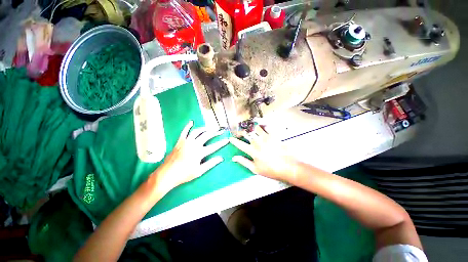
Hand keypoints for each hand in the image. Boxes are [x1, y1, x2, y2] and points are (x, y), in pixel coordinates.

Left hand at [154, 121, 227, 192]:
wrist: (167, 174)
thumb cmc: (184, 174)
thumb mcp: (199, 171)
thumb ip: (211, 164)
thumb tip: (221, 158)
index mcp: (199, 153)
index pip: (214, 146)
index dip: (221, 143)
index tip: (227, 139)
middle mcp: (194, 144)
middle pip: (206, 135)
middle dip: (215, 132)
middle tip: (220, 130)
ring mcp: (186, 142)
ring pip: (197, 131)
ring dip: (204, 129)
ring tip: (210, 128)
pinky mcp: (179, 141)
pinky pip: (184, 132)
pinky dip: (188, 126)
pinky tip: (191, 122)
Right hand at [229, 126, 298, 182]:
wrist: (288, 167)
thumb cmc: (271, 170)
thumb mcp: (255, 169)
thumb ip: (244, 162)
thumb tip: (234, 158)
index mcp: (252, 151)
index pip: (240, 144)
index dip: (234, 141)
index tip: (230, 138)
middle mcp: (257, 142)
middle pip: (246, 133)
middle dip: (241, 132)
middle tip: (240, 133)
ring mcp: (266, 137)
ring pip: (255, 128)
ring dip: (251, 128)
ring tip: (251, 129)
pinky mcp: (273, 135)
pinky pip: (266, 127)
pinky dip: (263, 125)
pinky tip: (262, 126)